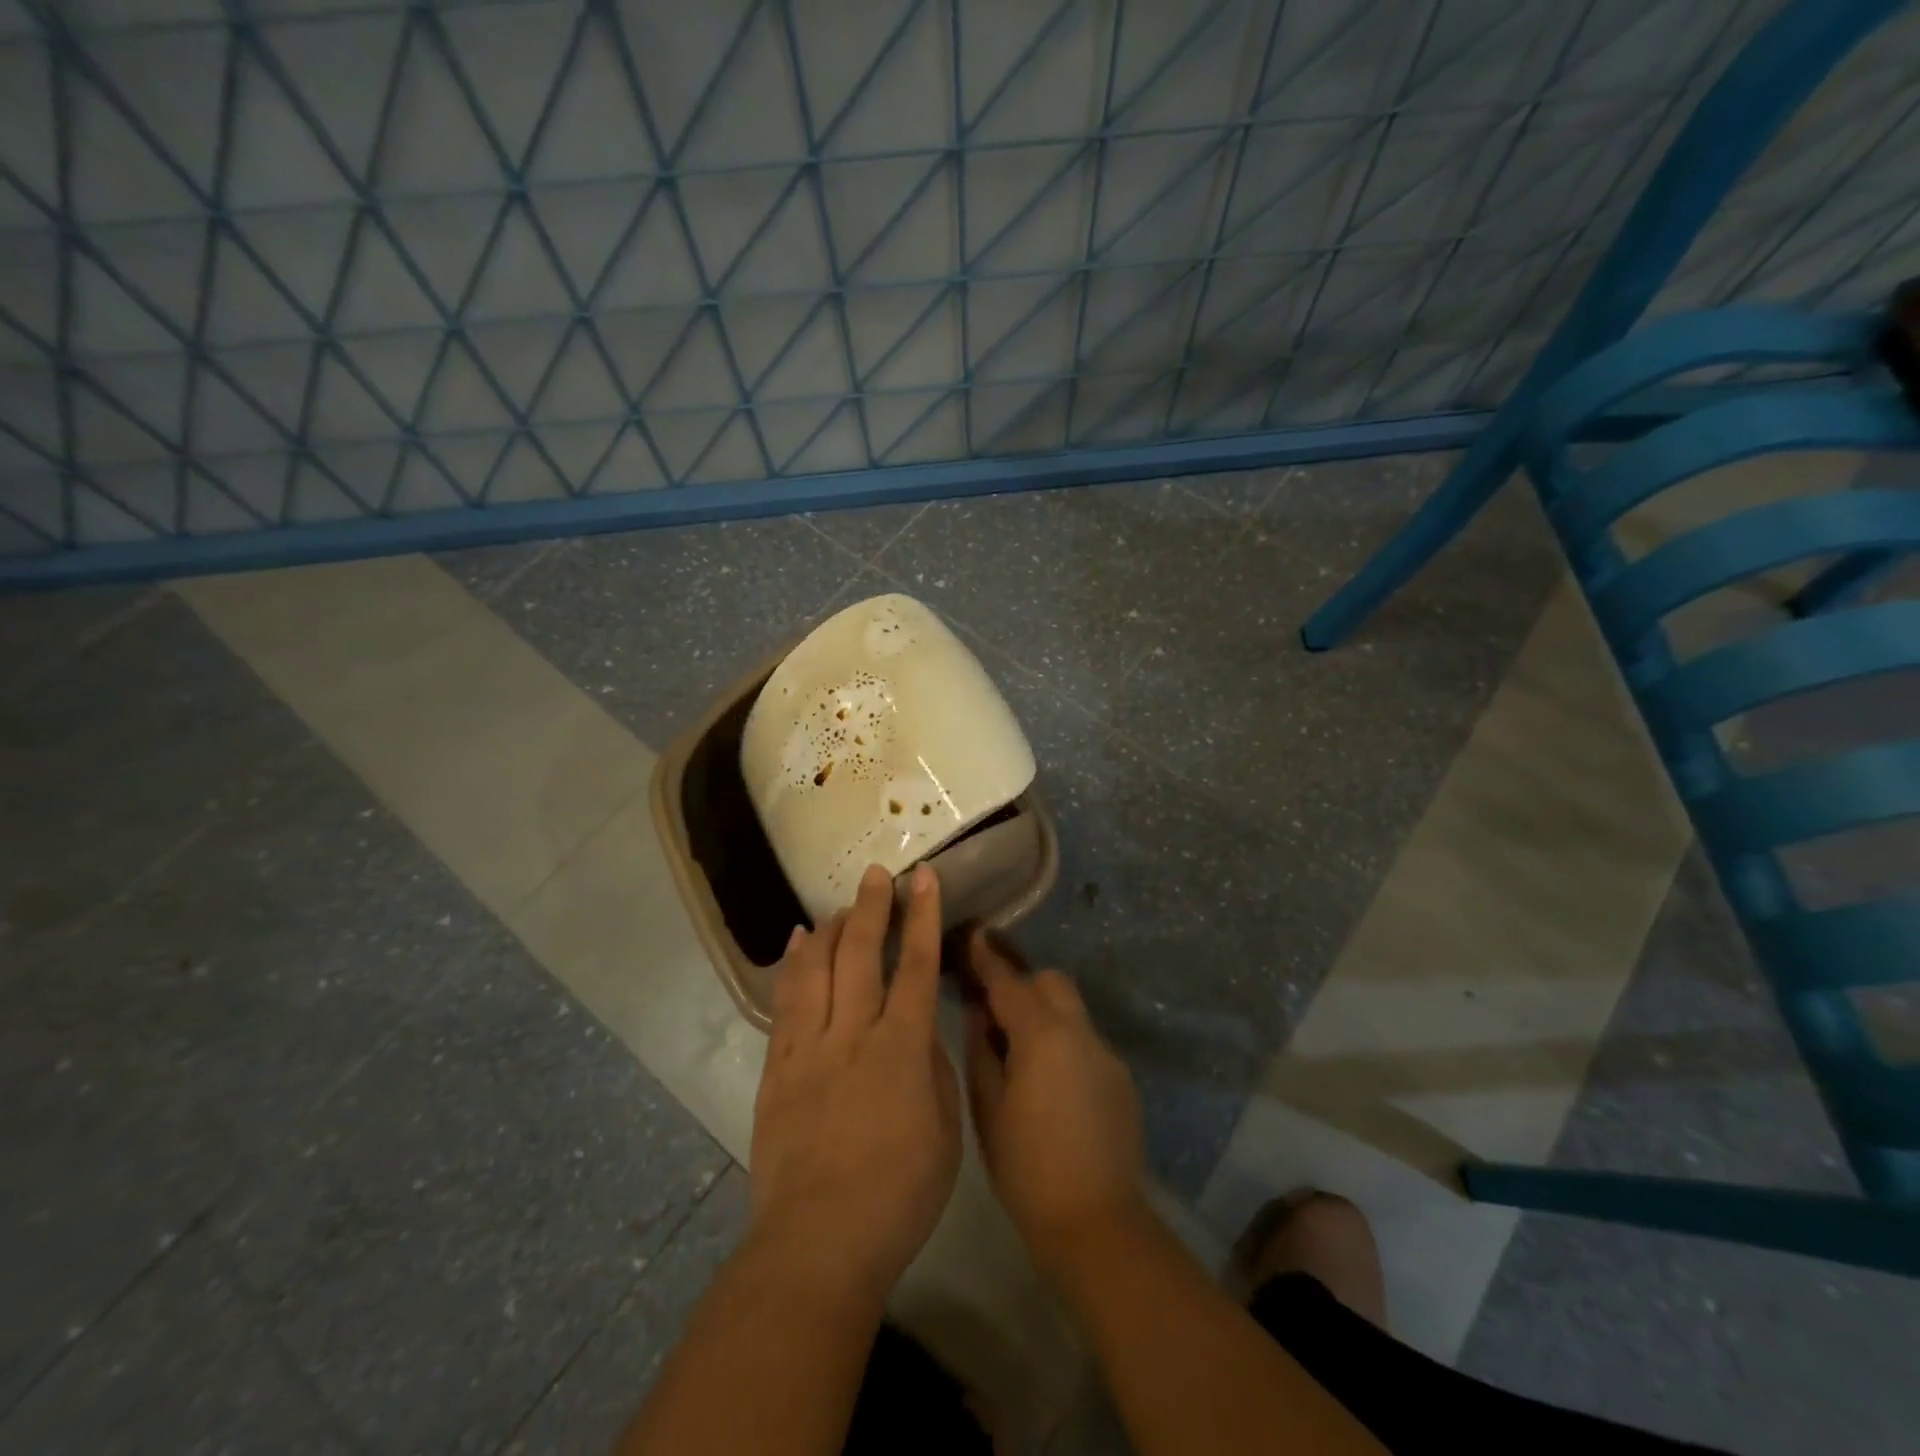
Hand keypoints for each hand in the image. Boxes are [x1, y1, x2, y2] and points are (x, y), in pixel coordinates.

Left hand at [747, 863, 961, 1309]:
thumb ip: (932, 1069)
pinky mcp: (777, 1068)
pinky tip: (797, 944)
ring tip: (838, 905)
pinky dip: (792, 965)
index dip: (922, 916)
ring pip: (815, 968)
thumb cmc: (899, 1194)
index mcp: (901, 1047)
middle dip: (871, 906)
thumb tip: (918, 1031)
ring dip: (829, 929)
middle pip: (860, 953)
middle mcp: (852, 1034)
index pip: (915, 965)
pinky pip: (784, 1002)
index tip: (923, 877)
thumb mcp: (945, 1131)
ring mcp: (808, 1048)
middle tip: (876, 873)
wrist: (819, 1242)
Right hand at [962, 930, 1146, 1274]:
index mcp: (1042, 1035)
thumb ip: (982, 1049)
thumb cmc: (1027, 1168)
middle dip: (1023, 984)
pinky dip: (1063, 1043)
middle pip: (1051, 983)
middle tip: (994, 1010)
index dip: (988, 957)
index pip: (1009, 982)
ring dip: (1044, 1014)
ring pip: (1071, 1011)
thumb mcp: (989, 1107)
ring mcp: (1106, 1054)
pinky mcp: (1121, 1079)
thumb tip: (978, 1012)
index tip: (974, 933)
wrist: (1096, 1224)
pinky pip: (1085, 1042)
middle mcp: (1080, 1033)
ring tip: (1019, 1050)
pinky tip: (1049, 1084)